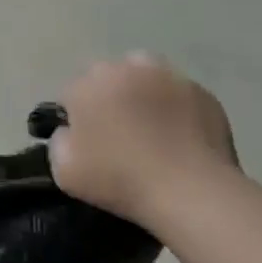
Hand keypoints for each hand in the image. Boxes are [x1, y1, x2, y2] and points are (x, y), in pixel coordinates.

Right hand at [46, 54, 238, 227]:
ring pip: (144, 74)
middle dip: (106, 95)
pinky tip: (178, 134)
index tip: (84, 140)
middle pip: (107, 75)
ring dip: (140, 90)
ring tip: (148, 124)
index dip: (74, 116)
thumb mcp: (64, 171)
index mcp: (87, 86)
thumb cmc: (119, 180)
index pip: (70, 93)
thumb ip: (59, 141)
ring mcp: (168, 77)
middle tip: (115, 129)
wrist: (191, 192)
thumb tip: (70, 131)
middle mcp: (125, 70)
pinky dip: (173, 105)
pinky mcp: (202, 93)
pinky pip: (177, 93)